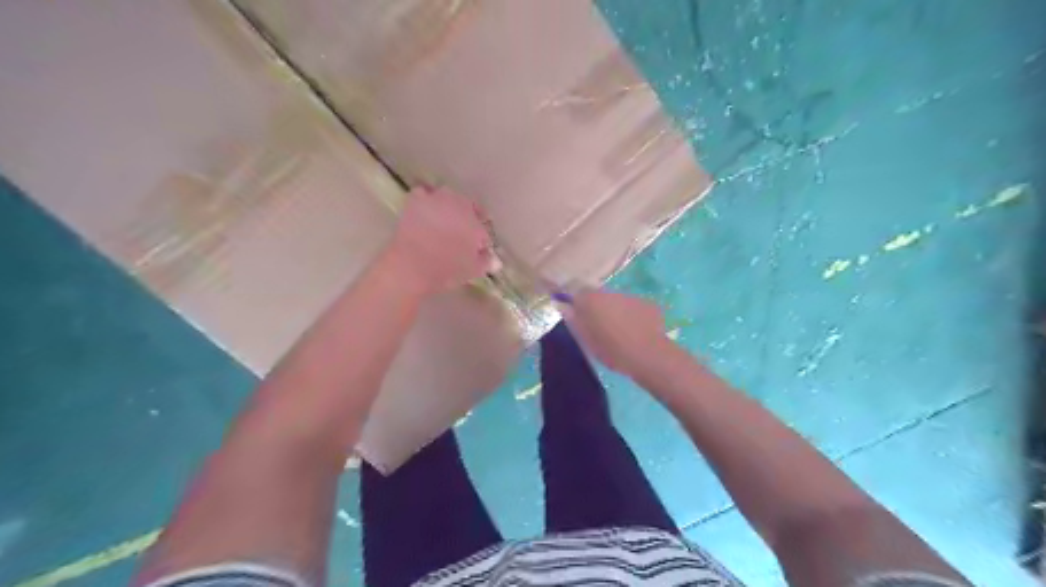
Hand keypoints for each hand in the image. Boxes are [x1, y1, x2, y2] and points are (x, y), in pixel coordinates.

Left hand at [385, 188, 494, 294]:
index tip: (477, 248)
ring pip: (448, 198)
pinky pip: (425, 193)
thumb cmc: (447, 270)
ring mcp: (437, 199)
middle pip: (468, 209)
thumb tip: (495, 259)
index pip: (483, 227)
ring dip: (449, 207)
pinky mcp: (416, 200)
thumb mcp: (473, 269)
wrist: (411, 267)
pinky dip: (427, 200)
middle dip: (467, 220)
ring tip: (443, 223)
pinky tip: (425, 211)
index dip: (481, 239)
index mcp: (476, 222)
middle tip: (460, 236)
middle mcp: (460, 204)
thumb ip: (486, 260)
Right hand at [563, 290, 669, 379]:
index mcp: (592, 300)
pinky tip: (634, 331)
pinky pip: (632, 307)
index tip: (576, 316)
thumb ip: (573, 320)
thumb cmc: (612, 350)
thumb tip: (564, 306)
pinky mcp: (647, 304)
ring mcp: (630, 296)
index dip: (576, 303)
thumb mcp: (587, 340)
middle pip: (597, 295)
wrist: (649, 356)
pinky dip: (630, 315)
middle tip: (597, 327)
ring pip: (616, 300)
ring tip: (618, 331)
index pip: (577, 293)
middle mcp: (610, 292)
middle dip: (595, 307)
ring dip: (613, 311)